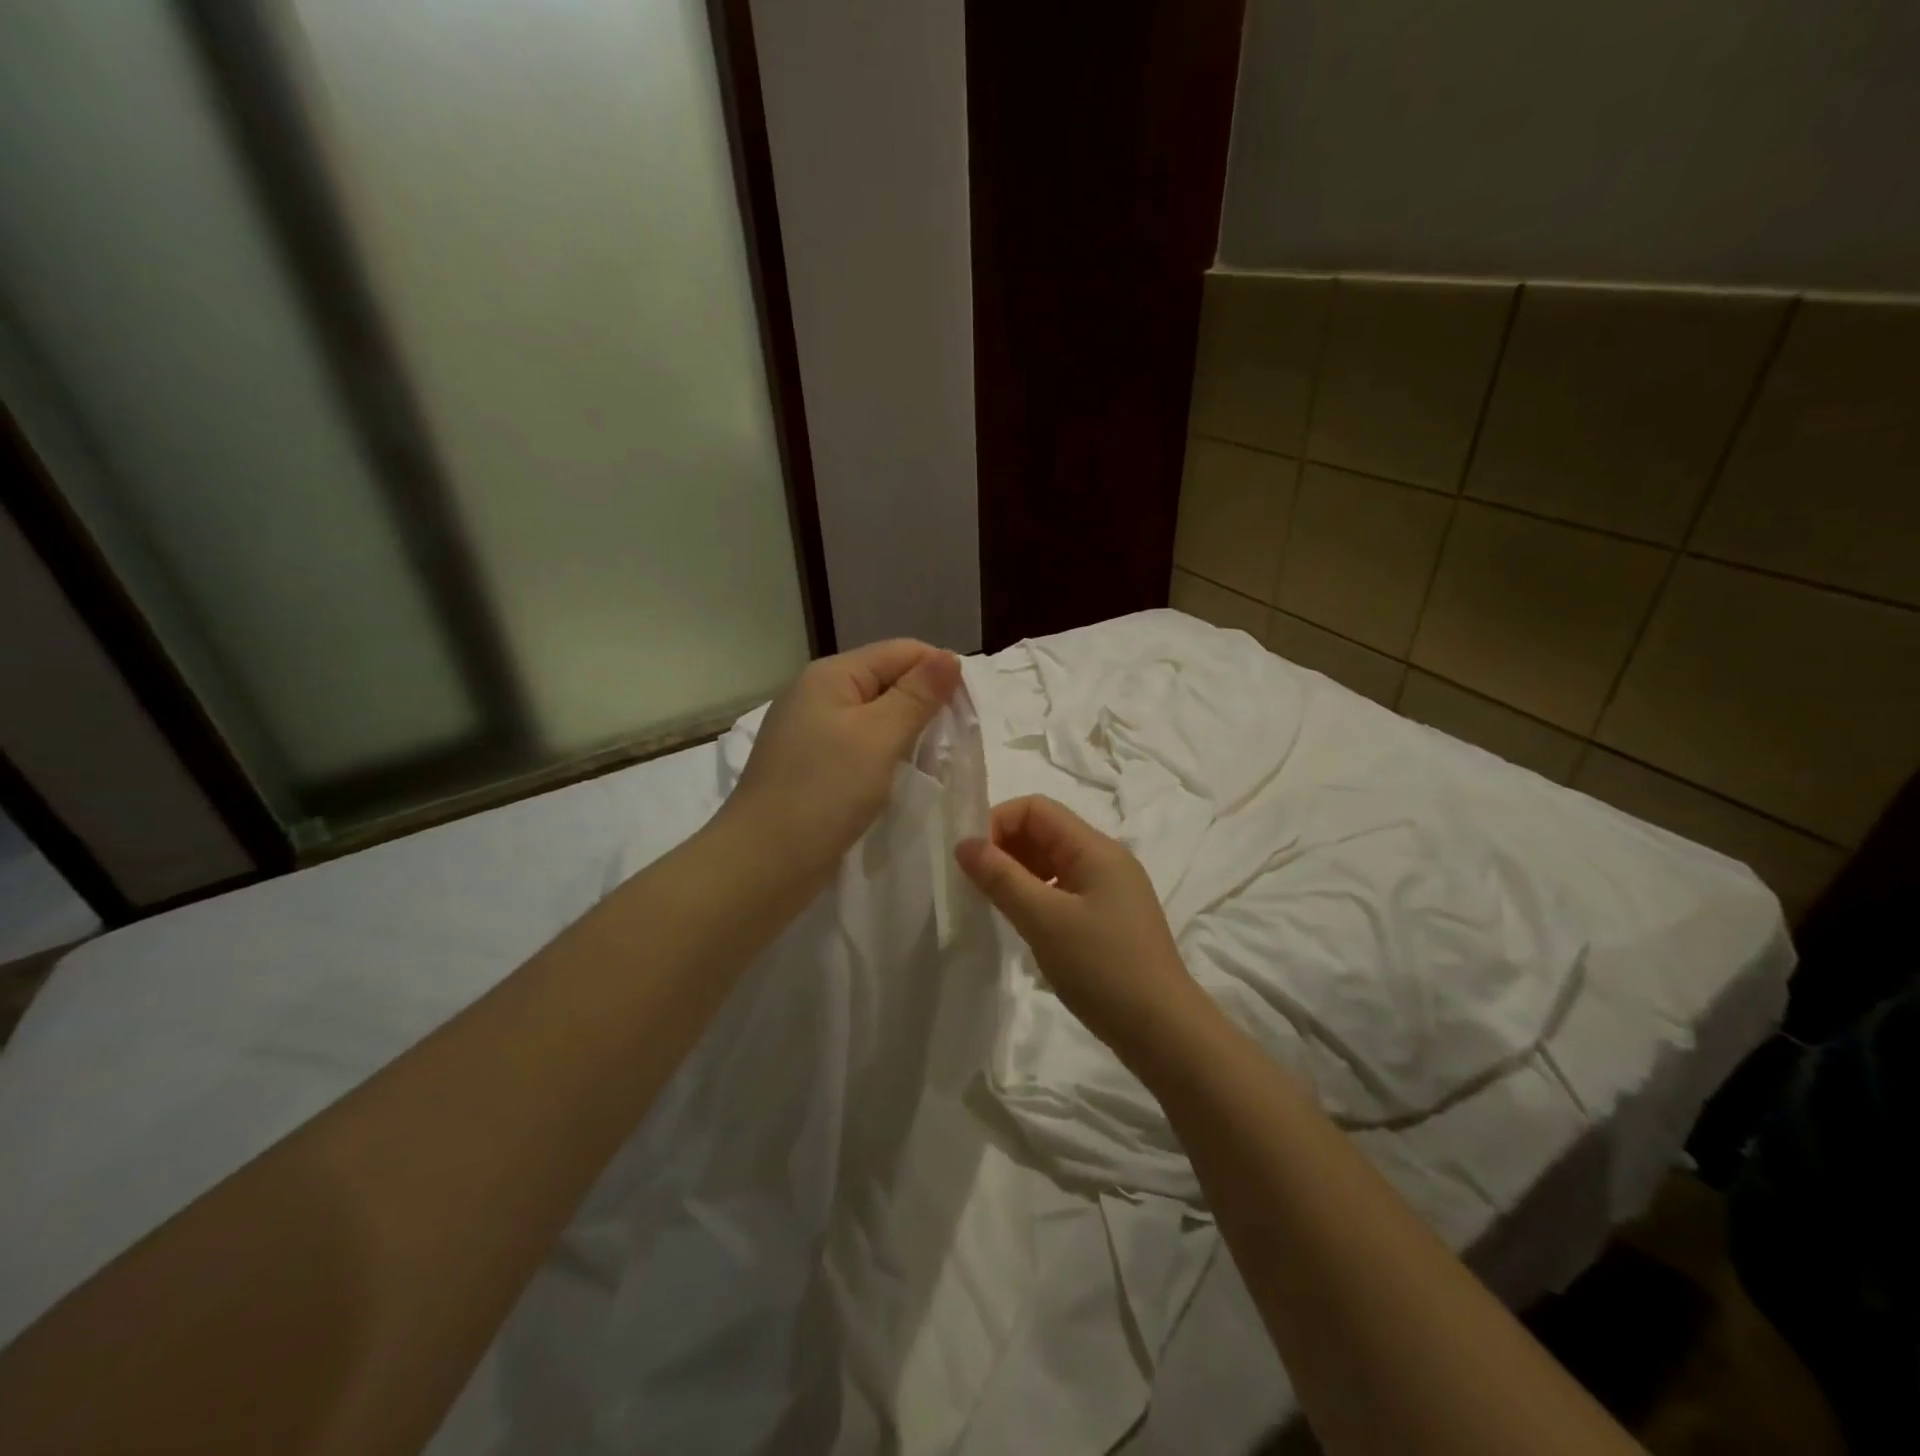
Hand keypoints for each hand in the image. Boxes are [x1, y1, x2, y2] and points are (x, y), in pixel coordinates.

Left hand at [725, 639, 961, 891]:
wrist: (762, 863)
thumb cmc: (825, 792)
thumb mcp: (879, 737)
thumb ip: (917, 695)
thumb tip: (949, 656)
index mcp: (831, 675)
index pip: (901, 652)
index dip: (939, 673)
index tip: (968, 712)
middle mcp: (816, 694)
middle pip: (886, 681)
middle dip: (923, 705)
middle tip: (953, 743)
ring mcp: (808, 731)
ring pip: (873, 717)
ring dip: (905, 734)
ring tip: (932, 762)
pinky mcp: (808, 765)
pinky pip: (857, 746)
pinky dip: (883, 756)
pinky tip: (897, 777)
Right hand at [956, 796, 1199, 1064]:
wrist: (1164, 1031)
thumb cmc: (1103, 968)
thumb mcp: (1045, 920)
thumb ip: (1001, 877)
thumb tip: (964, 843)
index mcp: (1095, 848)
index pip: (1037, 809)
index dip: (998, 822)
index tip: (969, 858)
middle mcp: (1105, 859)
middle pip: (1045, 831)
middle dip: (1005, 847)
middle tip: (974, 883)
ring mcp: (1110, 889)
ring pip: (1052, 862)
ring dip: (1018, 873)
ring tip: (992, 903)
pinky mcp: (1109, 918)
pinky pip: (1063, 890)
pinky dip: (1036, 896)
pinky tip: (1022, 922)